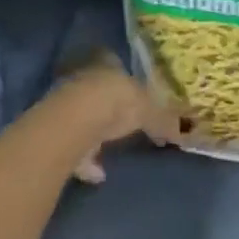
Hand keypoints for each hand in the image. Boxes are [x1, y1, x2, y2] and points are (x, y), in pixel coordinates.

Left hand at [46, 48, 183, 182]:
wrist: (75, 122)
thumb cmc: (117, 102)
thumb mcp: (149, 110)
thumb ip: (163, 120)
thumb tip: (183, 131)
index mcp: (107, 65)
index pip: (114, 63)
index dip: (123, 78)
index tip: (132, 91)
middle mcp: (84, 79)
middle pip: (97, 91)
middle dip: (108, 106)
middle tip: (122, 121)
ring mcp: (66, 105)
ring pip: (82, 118)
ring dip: (94, 135)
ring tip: (108, 152)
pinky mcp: (55, 133)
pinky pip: (74, 147)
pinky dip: (86, 161)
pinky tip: (98, 175)